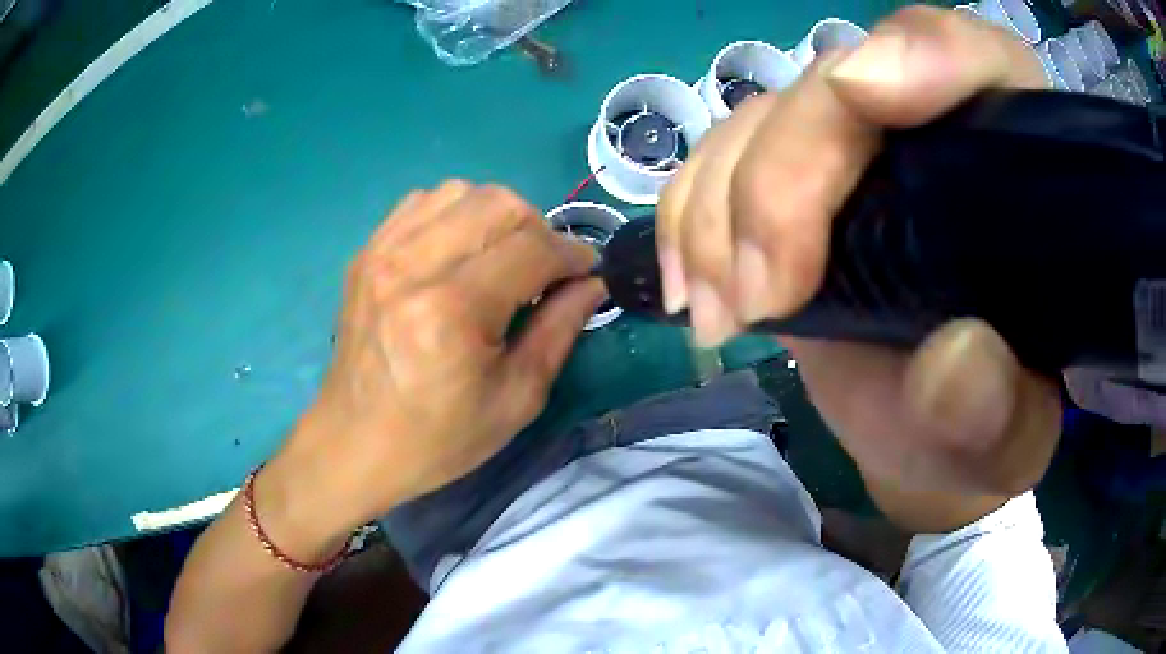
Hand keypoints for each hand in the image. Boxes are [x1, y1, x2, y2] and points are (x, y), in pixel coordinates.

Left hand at [261, 181, 604, 552]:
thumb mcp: (516, 399)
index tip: (587, 271)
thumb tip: (593, 282)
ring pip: (461, 191)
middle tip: (543, 270)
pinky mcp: (366, 252)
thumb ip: (560, 330)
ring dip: (496, 217)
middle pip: (499, 203)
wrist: (354, 443)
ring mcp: (382, 252)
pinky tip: (458, 252)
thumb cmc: (438, 438)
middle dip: (537, 229)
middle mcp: (412, 266)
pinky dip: (454, 214)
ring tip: (500, 258)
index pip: (531, 249)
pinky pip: (422, 201)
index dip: (572, 255)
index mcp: (452, 310)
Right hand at [657, 7, 1060, 495]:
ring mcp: (855, 153)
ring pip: (766, 119)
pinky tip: (690, 283)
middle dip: (785, 176)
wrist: (925, 442)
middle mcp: (932, 134)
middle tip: (759, 296)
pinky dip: (690, 213)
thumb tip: (955, 361)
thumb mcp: (1005, 441)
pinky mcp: (796, 184)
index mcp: (1013, 171)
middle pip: (840, 86)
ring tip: (718, 312)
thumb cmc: (981, 433)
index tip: (864, 95)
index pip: (976, 61)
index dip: (923, 53)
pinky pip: (721, 157)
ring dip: (721, 207)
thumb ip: (998, 410)